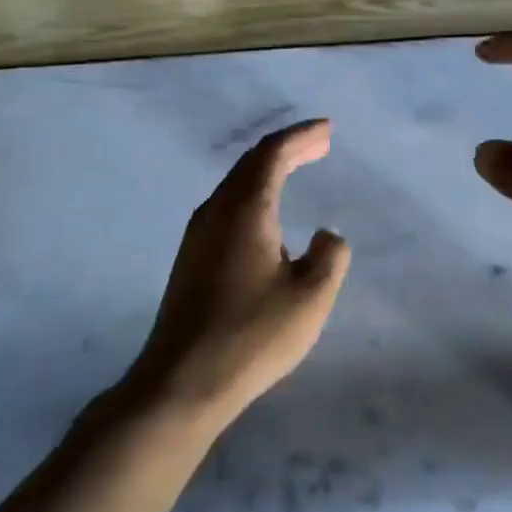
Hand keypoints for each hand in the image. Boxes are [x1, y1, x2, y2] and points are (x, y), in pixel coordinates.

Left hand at [130, 120, 350, 423]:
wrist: (182, 381)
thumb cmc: (252, 335)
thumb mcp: (310, 297)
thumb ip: (329, 256)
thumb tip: (325, 235)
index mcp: (245, 210)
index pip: (273, 154)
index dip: (302, 136)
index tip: (327, 129)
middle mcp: (215, 212)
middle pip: (252, 163)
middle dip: (288, 148)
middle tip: (320, 143)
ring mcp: (198, 235)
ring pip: (236, 185)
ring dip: (269, 171)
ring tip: (298, 167)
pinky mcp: (191, 259)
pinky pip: (227, 207)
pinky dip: (255, 195)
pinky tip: (268, 216)